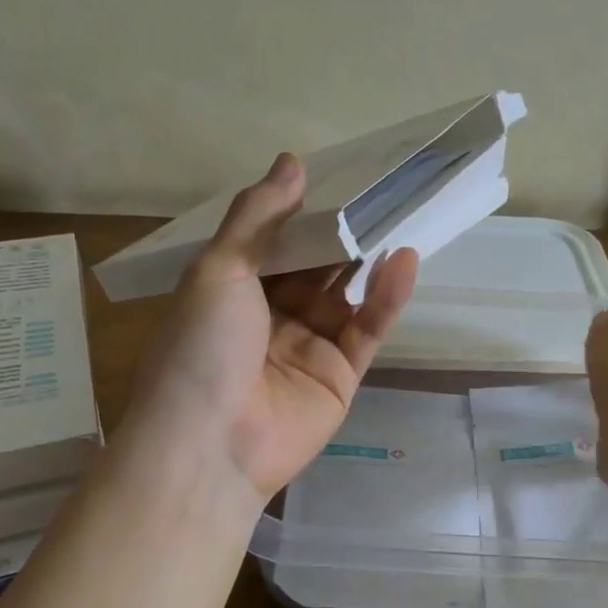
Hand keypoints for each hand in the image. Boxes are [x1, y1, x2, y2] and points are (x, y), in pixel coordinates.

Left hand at [122, 153, 419, 503]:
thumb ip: (257, 216)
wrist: (209, 445)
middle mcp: (270, 317)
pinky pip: (366, 331)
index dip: (304, 212)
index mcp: (232, 290)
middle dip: (343, 234)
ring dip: (369, 260)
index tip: (338, 176)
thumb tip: (291, 162)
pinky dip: (386, 298)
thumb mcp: (219, 268)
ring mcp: (307, 348)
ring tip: (401, 216)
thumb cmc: (202, 346)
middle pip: (315, 268)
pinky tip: (405, 260)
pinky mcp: (339, 377)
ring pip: (346, 296)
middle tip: (382, 190)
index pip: (275, 242)